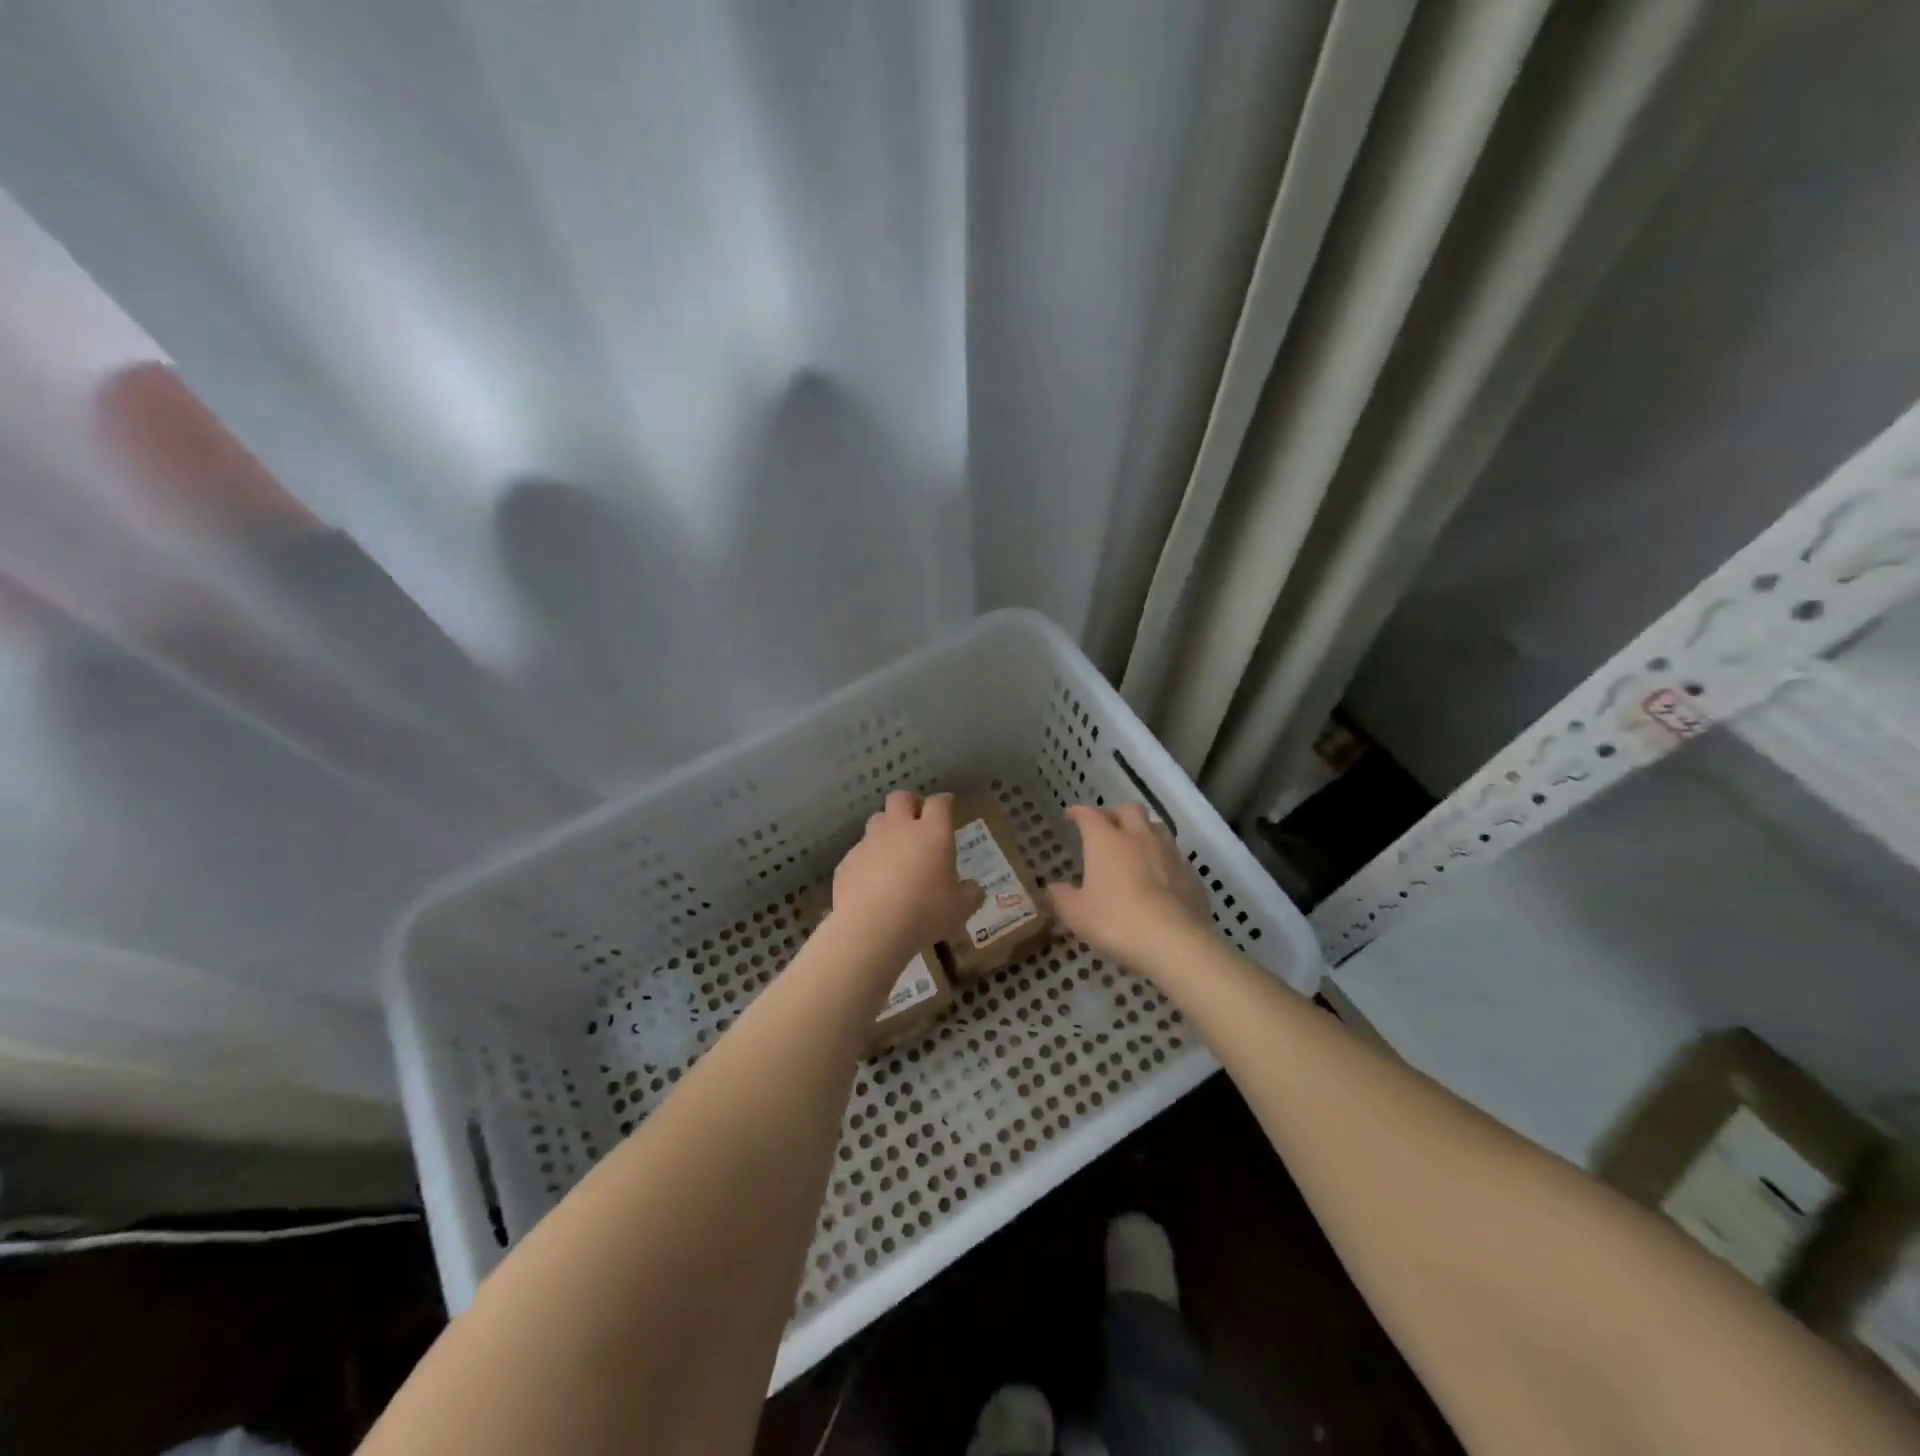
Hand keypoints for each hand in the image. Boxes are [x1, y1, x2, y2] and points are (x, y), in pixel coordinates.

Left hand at [833, 791, 982, 953]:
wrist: (869, 928)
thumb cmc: (924, 913)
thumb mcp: (960, 910)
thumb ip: (969, 894)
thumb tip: (972, 889)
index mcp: (932, 833)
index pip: (939, 803)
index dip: (945, 802)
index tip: (949, 807)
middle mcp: (899, 828)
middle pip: (901, 798)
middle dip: (911, 803)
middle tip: (919, 820)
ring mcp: (869, 842)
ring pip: (877, 820)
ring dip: (887, 829)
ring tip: (895, 852)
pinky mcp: (847, 861)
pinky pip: (860, 851)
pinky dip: (869, 859)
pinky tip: (873, 882)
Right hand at [1047, 804, 1209, 965]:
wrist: (1174, 941)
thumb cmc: (1116, 921)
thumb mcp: (1077, 915)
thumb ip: (1063, 897)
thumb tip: (1054, 887)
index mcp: (1106, 841)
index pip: (1090, 815)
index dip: (1079, 812)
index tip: (1071, 815)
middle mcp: (1139, 837)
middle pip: (1129, 809)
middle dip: (1114, 812)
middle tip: (1105, 825)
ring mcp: (1169, 853)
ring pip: (1156, 827)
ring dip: (1143, 830)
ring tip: (1135, 845)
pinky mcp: (1190, 873)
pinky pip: (1174, 855)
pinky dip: (1162, 858)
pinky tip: (1159, 875)